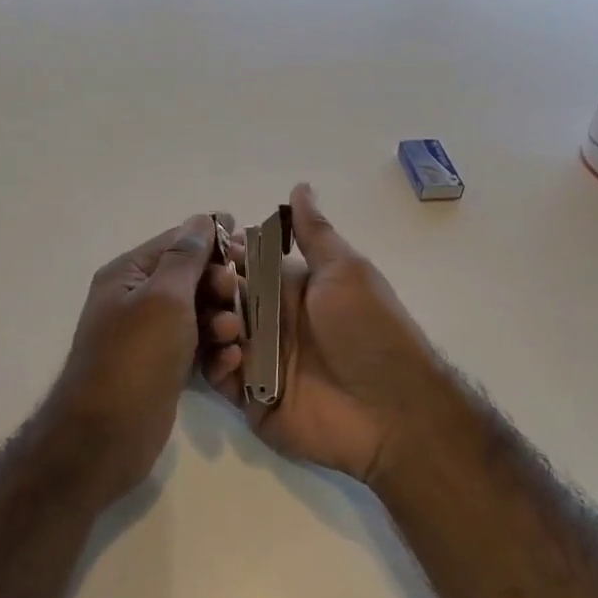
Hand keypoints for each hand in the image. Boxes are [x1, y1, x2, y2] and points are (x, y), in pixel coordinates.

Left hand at [47, 214, 245, 502]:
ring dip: (222, 320)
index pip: (177, 242)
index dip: (212, 241)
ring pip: (199, 314)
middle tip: (237, 296)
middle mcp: (137, 299)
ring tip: (231, 336)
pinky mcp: (163, 367)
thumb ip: (186, 256)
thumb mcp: (164, 296)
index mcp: (129, 273)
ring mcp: (149, 336)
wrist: (106, 436)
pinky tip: (228, 362)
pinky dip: (214, 351)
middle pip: (191, 277)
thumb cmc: (135, 356)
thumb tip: (201, 219)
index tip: (247, 247)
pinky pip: (197, 346)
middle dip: (220, 285)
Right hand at [215, 185, 459, 486]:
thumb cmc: (369, 331)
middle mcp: (269, 321)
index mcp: (288, 289)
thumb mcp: (346, 271)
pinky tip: (235, 357)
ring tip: (231, 328)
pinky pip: (218, 376)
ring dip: (211, 324)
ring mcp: (258, 360)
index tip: (203, 244)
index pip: (243, 264)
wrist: (393, 411)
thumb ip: (314, 233)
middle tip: (216, 288)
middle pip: (221, 298)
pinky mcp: (250, 397)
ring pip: (212, 334)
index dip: (223, 254)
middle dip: (209, 288)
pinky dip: (216, 363)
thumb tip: (300, 186)